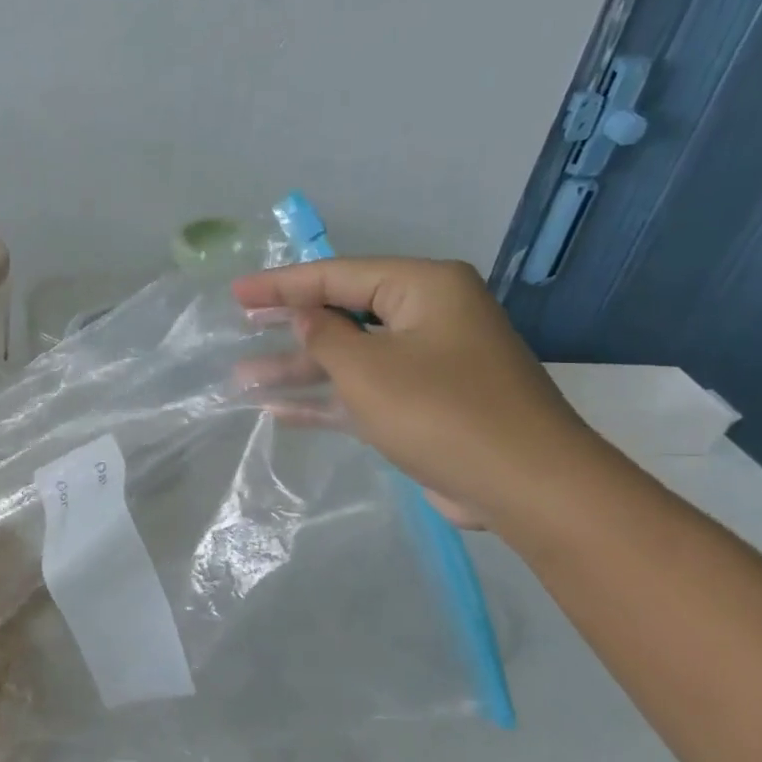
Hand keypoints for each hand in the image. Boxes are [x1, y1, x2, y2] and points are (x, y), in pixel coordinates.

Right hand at [231, 257, 608, 527]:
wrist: (524, 485)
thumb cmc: (440, 411)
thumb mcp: (367, 369)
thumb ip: (324, 335)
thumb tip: (303, 315)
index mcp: (423, 288)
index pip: (337, 275)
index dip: (281, 285)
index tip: (236, 293)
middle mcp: (428, 316)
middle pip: (343, 313)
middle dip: (289, 326)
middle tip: (241, 326)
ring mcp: (428, 363)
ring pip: (350, 358)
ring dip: (299, 369)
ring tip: (243, 377)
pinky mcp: (425, 404)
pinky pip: (364, 391)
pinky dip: (326, 399)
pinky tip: (278, 410)